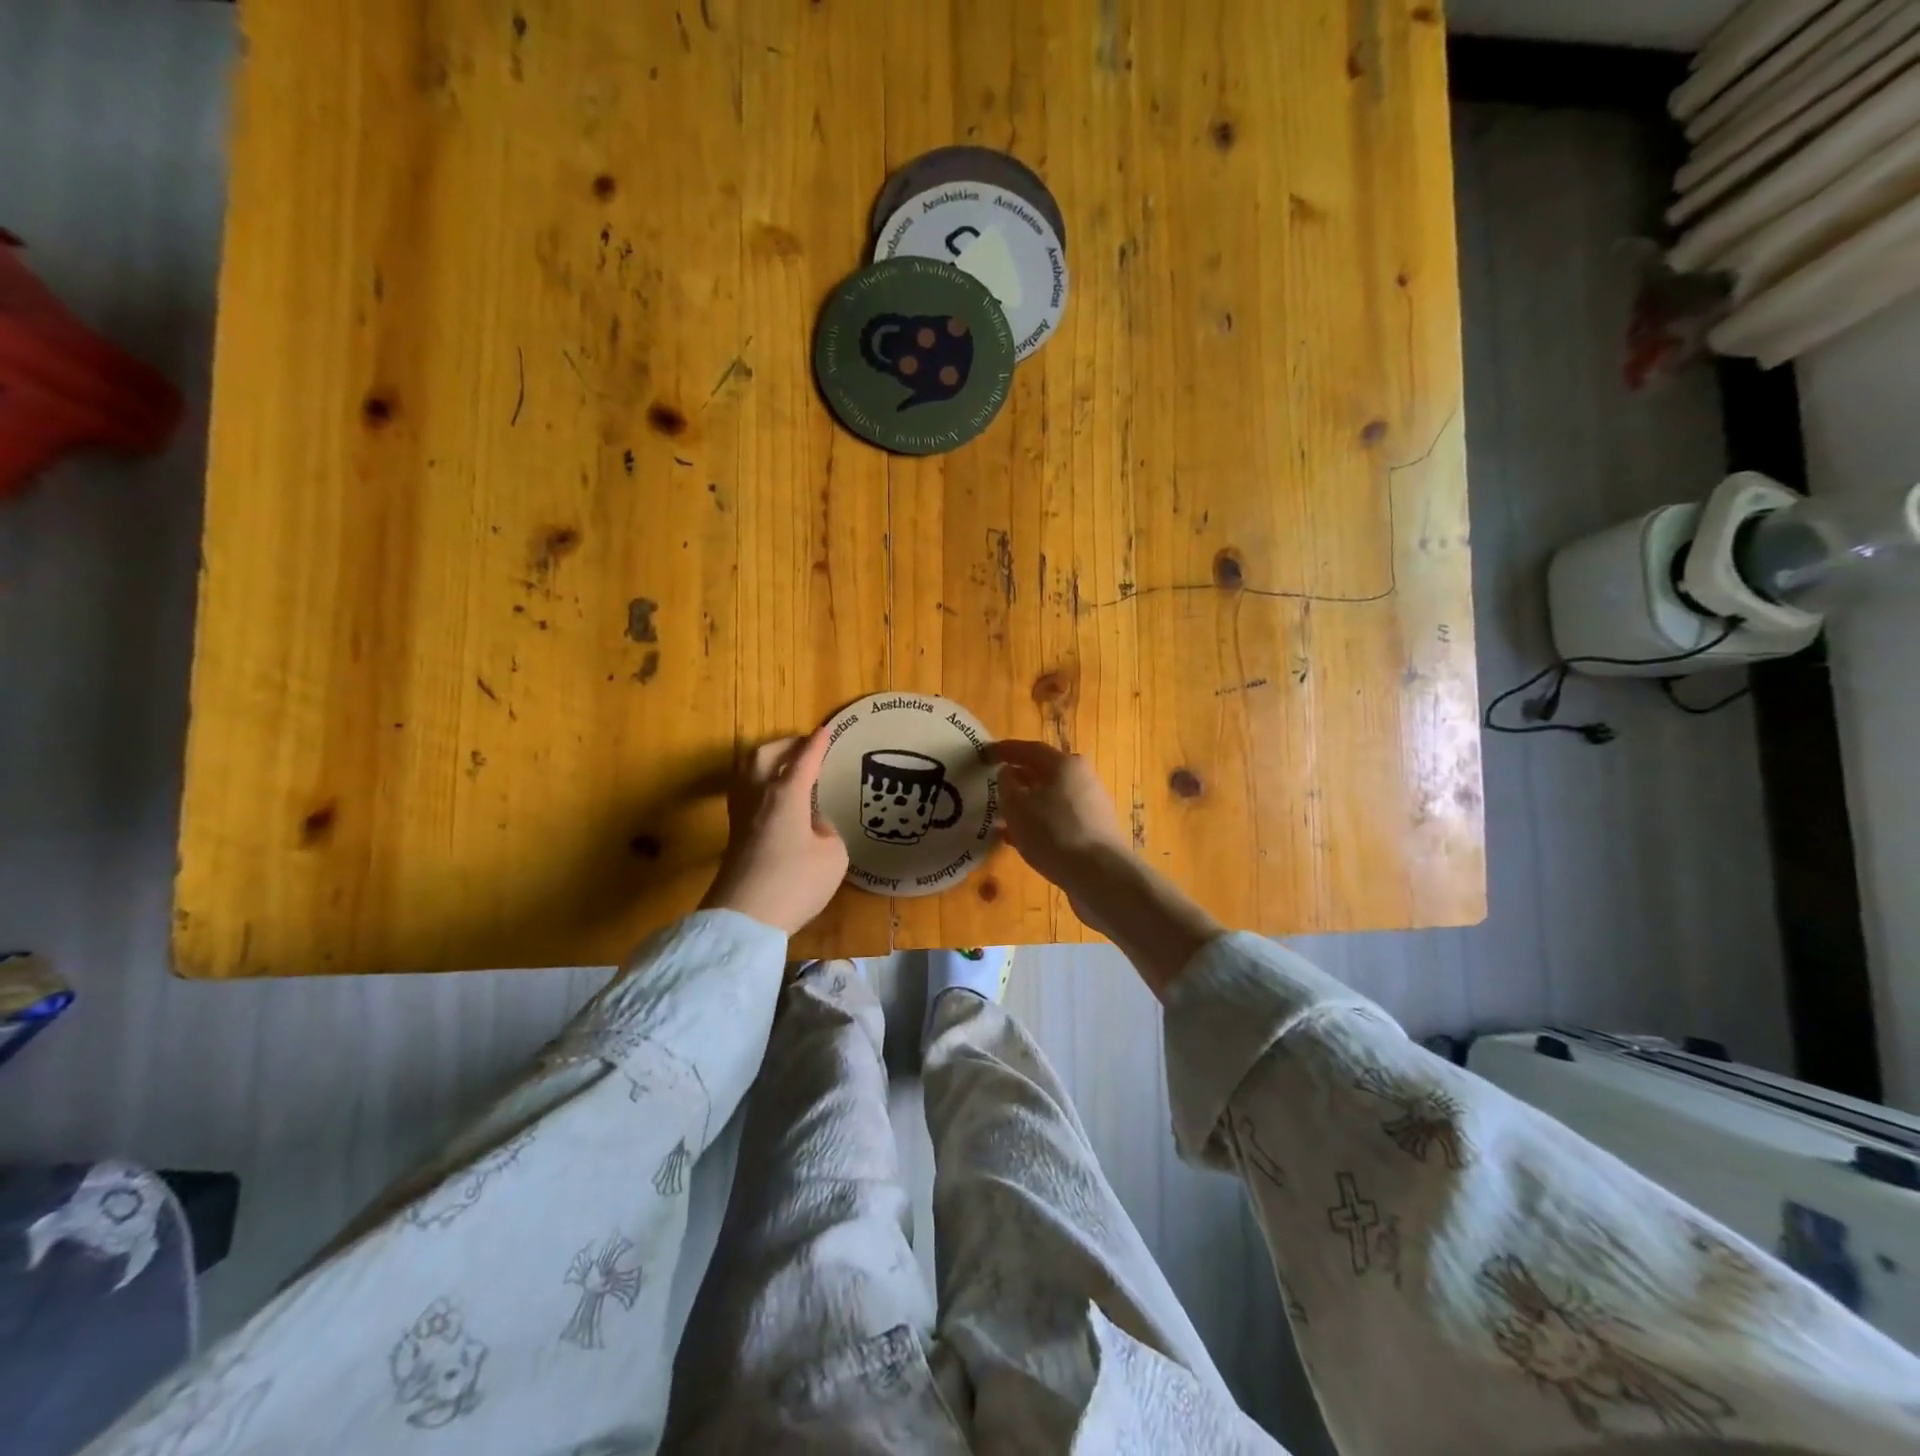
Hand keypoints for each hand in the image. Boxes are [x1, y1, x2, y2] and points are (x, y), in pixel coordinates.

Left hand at [700, 728, 847, 934]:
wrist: (744, 918)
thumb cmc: (795, 882)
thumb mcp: (833, 856)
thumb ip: (826, 832)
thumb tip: (811, 825)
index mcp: (785, 794)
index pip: (803, 760)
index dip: (816, 745)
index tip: (825, 730)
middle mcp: (758, 797)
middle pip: (763, 757)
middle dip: (783, 745)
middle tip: (802, 745)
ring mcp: (741, 817)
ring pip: (746, 774)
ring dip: (765, 763)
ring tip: (783, 766)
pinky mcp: (733, 838)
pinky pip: (746, 796)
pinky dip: (760, 786)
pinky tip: (773, 800)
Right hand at [991, 738, 1220, 997]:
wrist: (1100, 875)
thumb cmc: (1053, 832)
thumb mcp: (1017, 806)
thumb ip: (1007, 784)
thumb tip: (1008, 773)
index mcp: (1065, 764)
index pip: (1030, 749)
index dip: (1006, 750)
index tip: (986, 754)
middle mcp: (1083, 779)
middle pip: (1045, 772)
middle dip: (1019, 778)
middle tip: (995, 785)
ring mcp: (1092, 806)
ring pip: (1052, 798)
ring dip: (1028, 803)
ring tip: (1004, 815)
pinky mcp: (1094, 831)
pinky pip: (1060, 819)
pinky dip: (1040, 823)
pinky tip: (1023, 840)